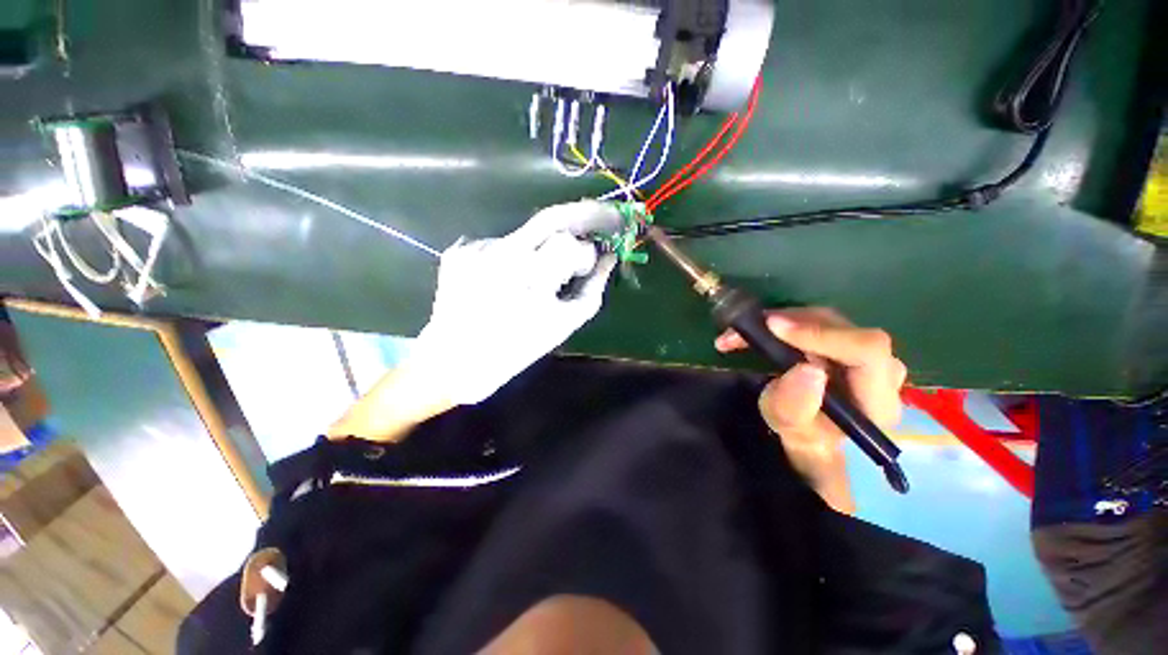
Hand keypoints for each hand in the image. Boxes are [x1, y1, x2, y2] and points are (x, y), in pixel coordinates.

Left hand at [408, 200, 620, 405]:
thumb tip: (608, 258)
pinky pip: (500, 244)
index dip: (587, 253)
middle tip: (600, 219)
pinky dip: (513, 257)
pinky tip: (507, 280)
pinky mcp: (459, 250)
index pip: (571, 245)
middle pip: (550, 217)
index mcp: (531, 278)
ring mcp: (476, 248)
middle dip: (581, 215)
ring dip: (541, 248)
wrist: (456, 361)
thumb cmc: (516, 348)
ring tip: (536, 275)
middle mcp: (501, 254)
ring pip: (526, 234)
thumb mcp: (564, 324)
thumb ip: (593, 288)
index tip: (595, 259)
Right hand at [715, 308, 906, 512]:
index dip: (820, 333)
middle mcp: (881, 372)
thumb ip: (797, 409)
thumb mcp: (794, 435)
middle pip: (842, 328)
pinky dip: (781, 324)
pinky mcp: (846, 348)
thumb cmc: (808, 446)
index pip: (866, 350)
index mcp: (877, 400)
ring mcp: (865, 357)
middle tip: (740, 334)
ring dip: (778, 322)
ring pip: (825, 320)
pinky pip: (816, 324)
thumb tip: (807, 369)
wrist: (818, 446)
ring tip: (738, 336)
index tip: (773, 328)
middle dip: (787, 324)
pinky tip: (755, 334)